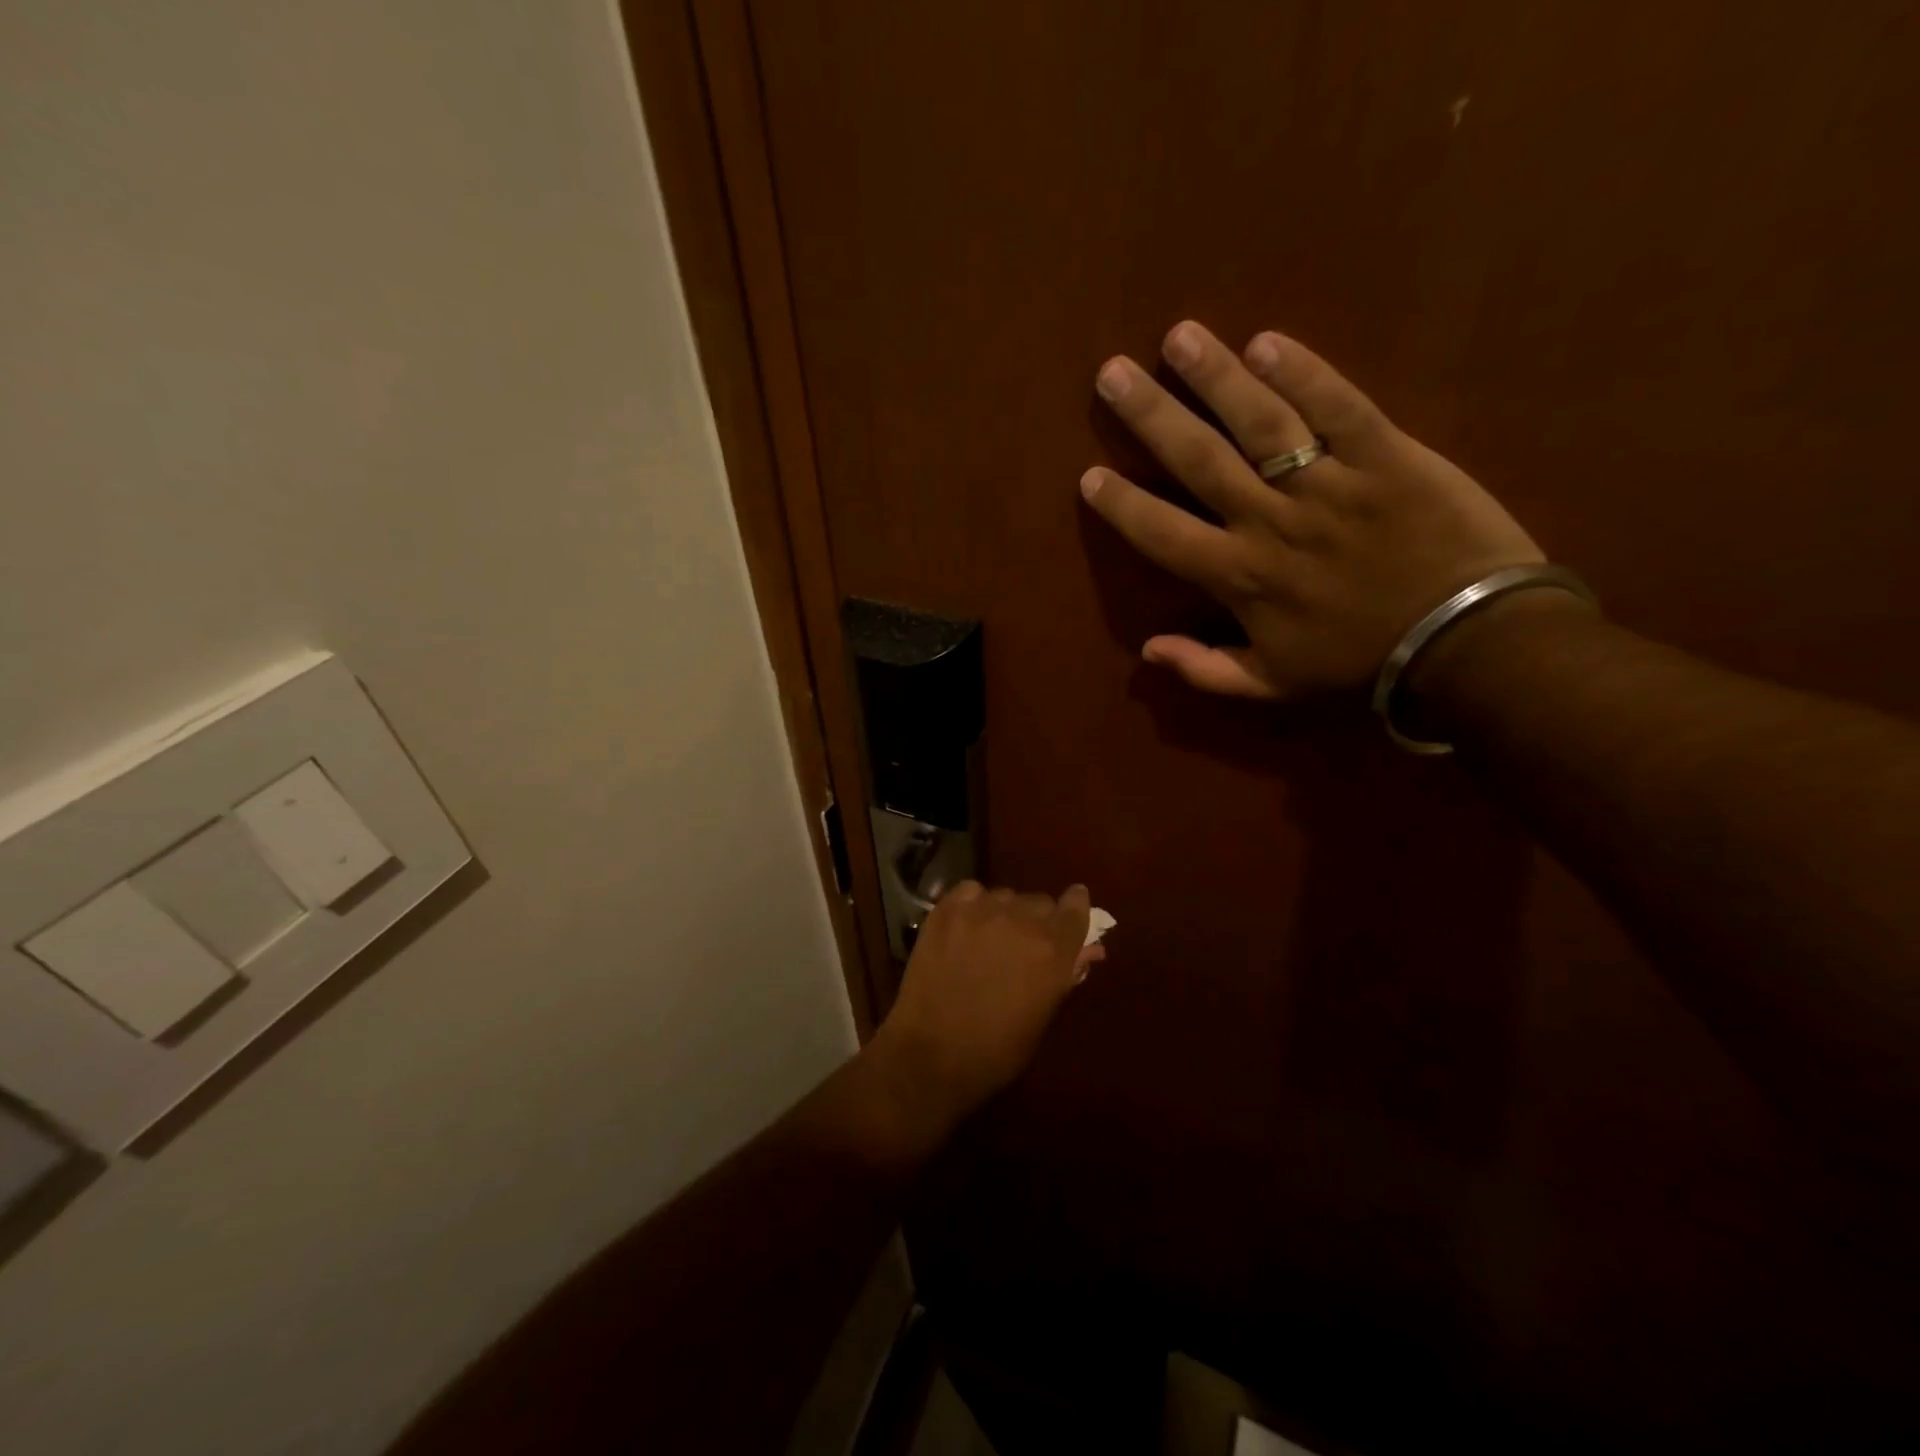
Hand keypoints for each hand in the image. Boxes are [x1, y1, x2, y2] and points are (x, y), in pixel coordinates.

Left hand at [868, 882, 1099, 1129]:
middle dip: (1038, 920)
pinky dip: (973, 904)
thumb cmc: (997, 1050)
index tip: (1072, 909)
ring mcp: (981, 910)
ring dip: (1005, 913)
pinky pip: (971, 892)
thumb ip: (1065, 975)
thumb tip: (1088, 950)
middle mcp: (1021, 920)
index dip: (1075, 907)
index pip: (1076, 908)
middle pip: (1040, 902)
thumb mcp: (1043, 1016)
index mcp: (1053, 950)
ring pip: (1005, 896)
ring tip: (990, 939)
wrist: (931, 1055)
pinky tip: (965, 927)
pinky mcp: (947, 910)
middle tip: (1023, 945)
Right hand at [1079, 321, 1540, 699]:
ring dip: (1215, 377)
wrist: (1468, 642)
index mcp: (1241, 577)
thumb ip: (1206, 670)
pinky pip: (1338, 406)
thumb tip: (1148, 650)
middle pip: (1199, 460)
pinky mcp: (1386, 455)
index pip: (1164, 534)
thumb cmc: (1361, 662)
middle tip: (1111, 374)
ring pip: (1260, 422)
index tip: (1090, 475)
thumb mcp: (1273, 685)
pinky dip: (1303, 373)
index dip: (1123, 505)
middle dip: (1151, 415)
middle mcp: (1271, 522)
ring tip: (1179, 336)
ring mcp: (1329, 484)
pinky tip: (1266, 342)